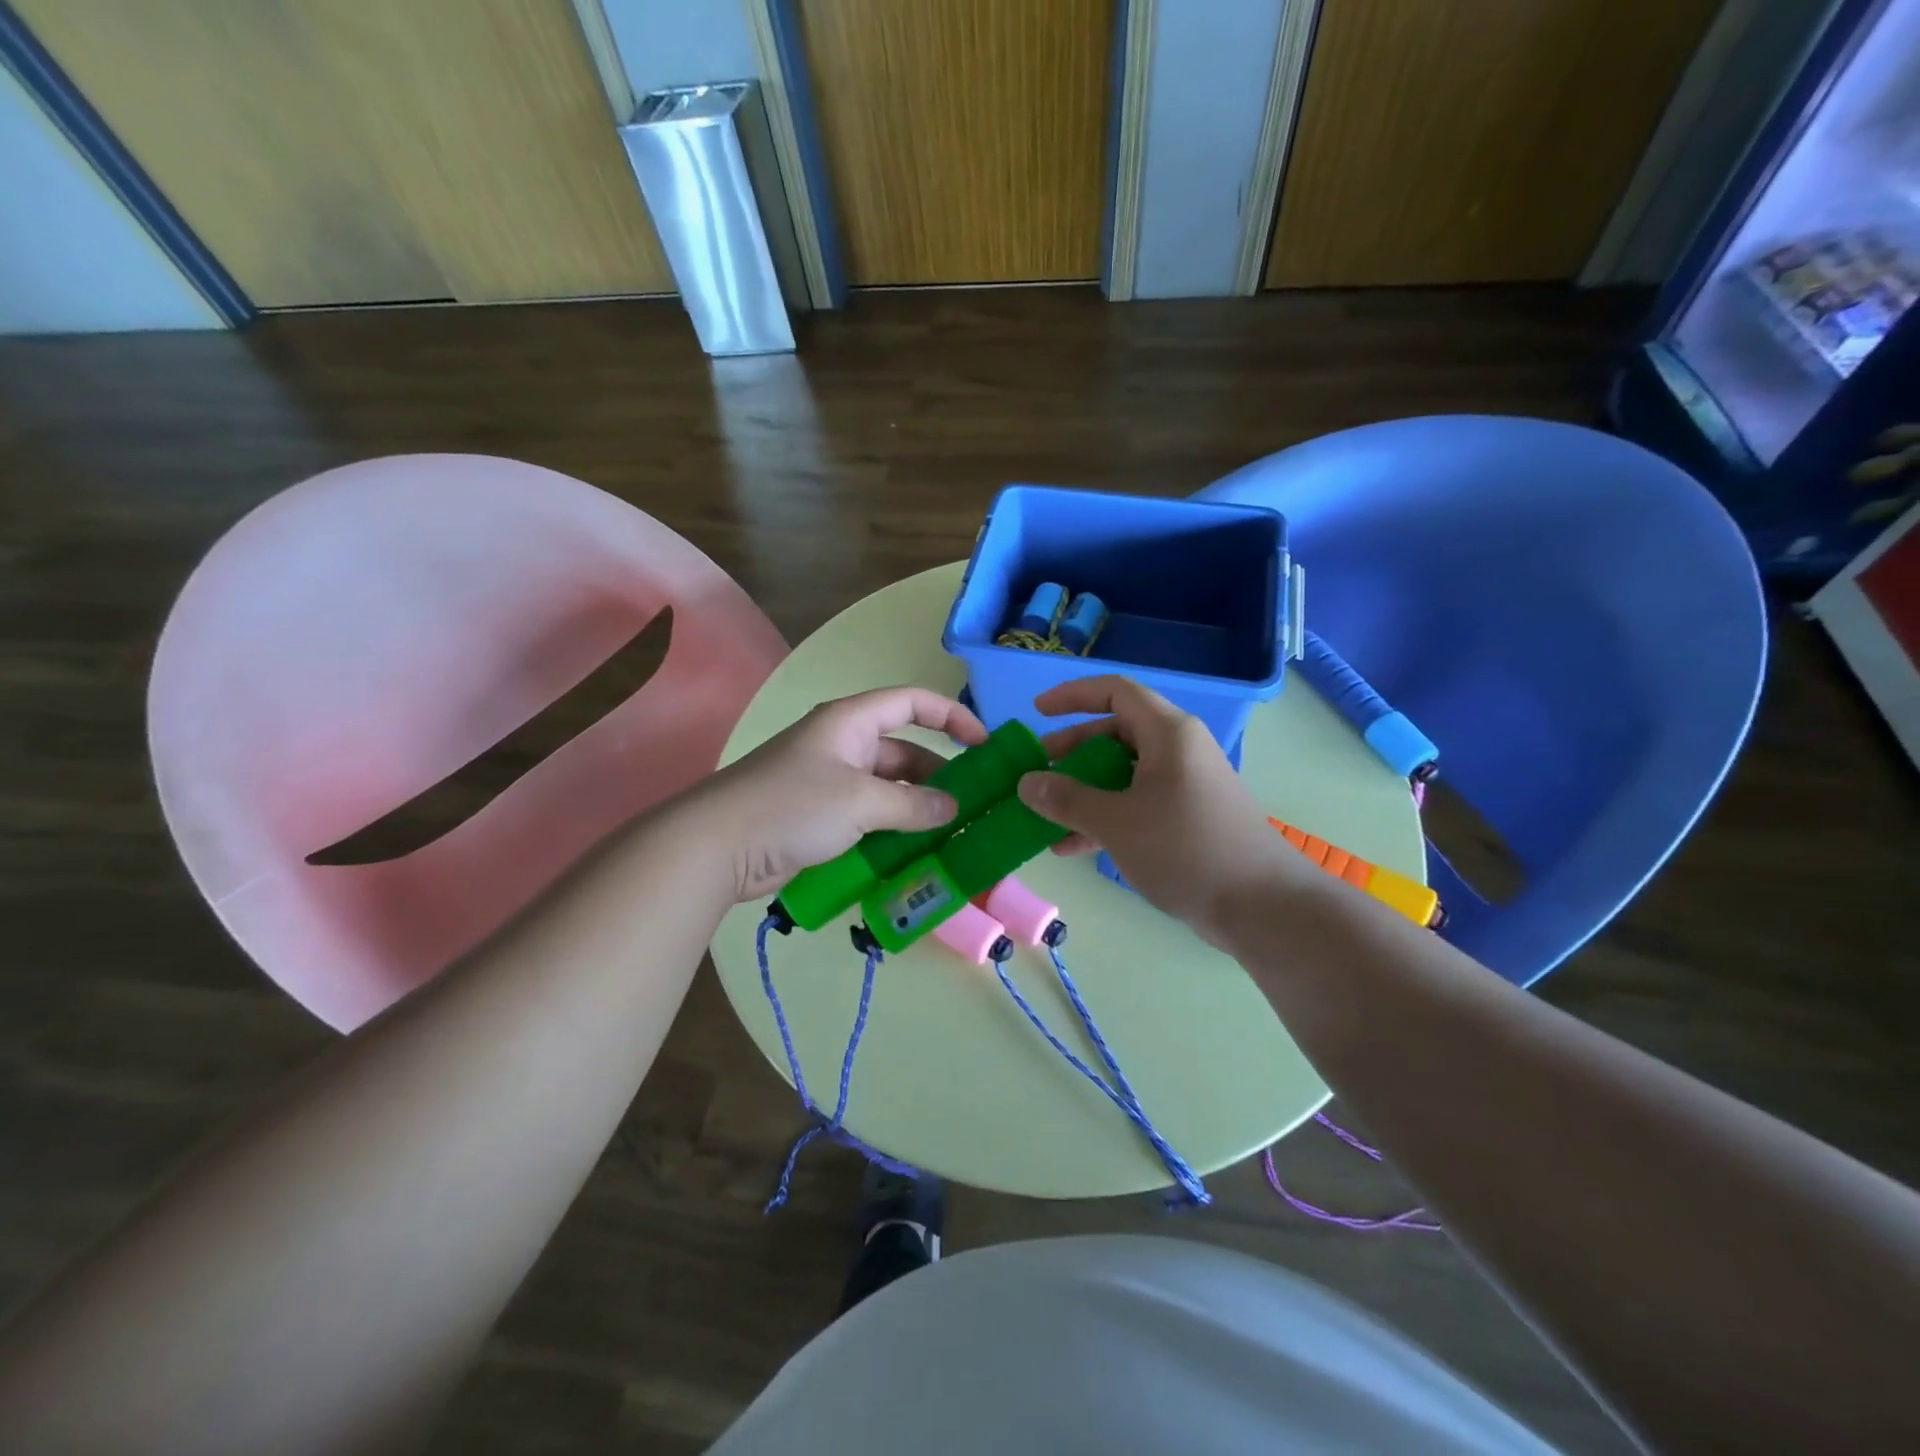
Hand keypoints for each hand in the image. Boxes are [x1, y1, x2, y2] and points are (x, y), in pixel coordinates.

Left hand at [683, 686, 986, 902]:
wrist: (717, 846)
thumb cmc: (792, 806)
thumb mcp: (861, 801)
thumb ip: (913, 805)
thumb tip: (952, 809)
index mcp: (851, 722)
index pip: (911, 702)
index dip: (952, 716)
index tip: (984, 744)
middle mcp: (842, 745)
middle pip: (903, 750)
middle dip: (937, 774)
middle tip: (971, 805)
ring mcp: (828, 782)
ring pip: (887, 788)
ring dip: (916, 808)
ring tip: (950, 834)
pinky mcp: (818, 816)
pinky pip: (867, 815)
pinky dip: (891, 829)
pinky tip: (914, 853)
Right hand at [1017, 676, 1308, 944]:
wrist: (1261, 907)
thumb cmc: (1186, 849)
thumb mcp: (1117, 822)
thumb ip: (1067, 800)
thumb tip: (1026, 783)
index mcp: (1168, 733)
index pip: (1115, 692)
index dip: (1073, 696)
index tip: (1038, 712)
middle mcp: (1178, 750)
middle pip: (1116, 733)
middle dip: (1072, 750)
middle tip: (1038, 769)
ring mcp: (1184, 785)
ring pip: (1123, 773)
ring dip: (1084, 790)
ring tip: (1046, 812)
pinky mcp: (1187, 818)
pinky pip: (1137, 804)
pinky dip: (1105, 817)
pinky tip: (1071, 846)